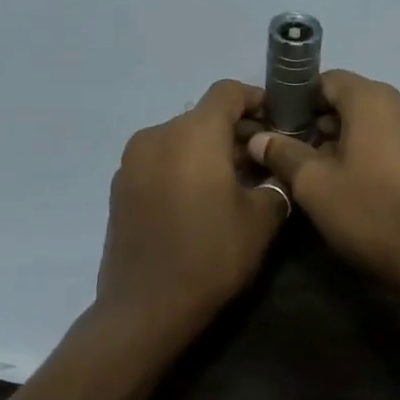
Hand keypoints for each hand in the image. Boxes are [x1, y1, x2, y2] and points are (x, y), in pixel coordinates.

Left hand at [97, 80, 288, 333]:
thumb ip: (275, 182)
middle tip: (264, 159)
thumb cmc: (212, 256)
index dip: (257, 99)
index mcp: (193, 134)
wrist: (146, 307)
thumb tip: (275, 169)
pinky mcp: (120, 187)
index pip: (228, 92)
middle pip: (203, 116)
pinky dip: (184, 167)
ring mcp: (132, 161)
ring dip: (209, 151)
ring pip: (181, 139)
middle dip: (236, 131)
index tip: (279, 122)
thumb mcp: (261, 220)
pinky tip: (201, 200)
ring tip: (234, 182)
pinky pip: (161, 161)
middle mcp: (157, 135)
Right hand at [247, 71, 399, 298]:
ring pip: (378, 122)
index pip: (328, 81)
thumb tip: (259, 138)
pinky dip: (377, 152)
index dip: (300, 102)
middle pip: (355, 100)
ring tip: (329, 176)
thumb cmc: (370, 213)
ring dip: (350, 140)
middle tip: (300, 159)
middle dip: (325, 124)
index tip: (282, 130)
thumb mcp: (315, 186)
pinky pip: (399, 140)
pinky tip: (363, 184)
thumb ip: (285, 154)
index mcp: (375, 98)